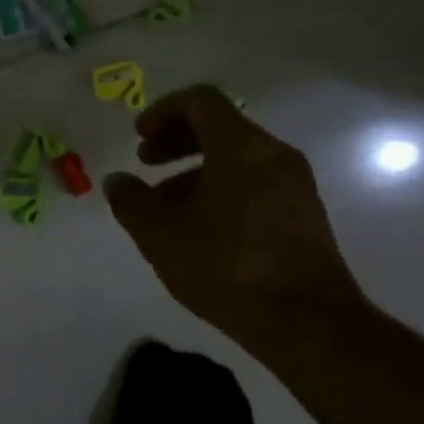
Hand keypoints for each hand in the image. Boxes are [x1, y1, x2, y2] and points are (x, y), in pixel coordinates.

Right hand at [103, 86, 367, 358]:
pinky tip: (200, 231)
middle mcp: (274, 154)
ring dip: (195, 172)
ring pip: (237, 160)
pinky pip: (254, 184)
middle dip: (176, 141)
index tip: (138, 138)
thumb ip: (131, 201)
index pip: (200, 101)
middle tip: (146, 164)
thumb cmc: (226, 265)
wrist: (306, 322)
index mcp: (241, 146)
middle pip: (220, 127)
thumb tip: (117, 182)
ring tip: (165, 208)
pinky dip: (221, 191)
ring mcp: (294, 185)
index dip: (163, 112)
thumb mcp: (160, 234)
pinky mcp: (303, 216)